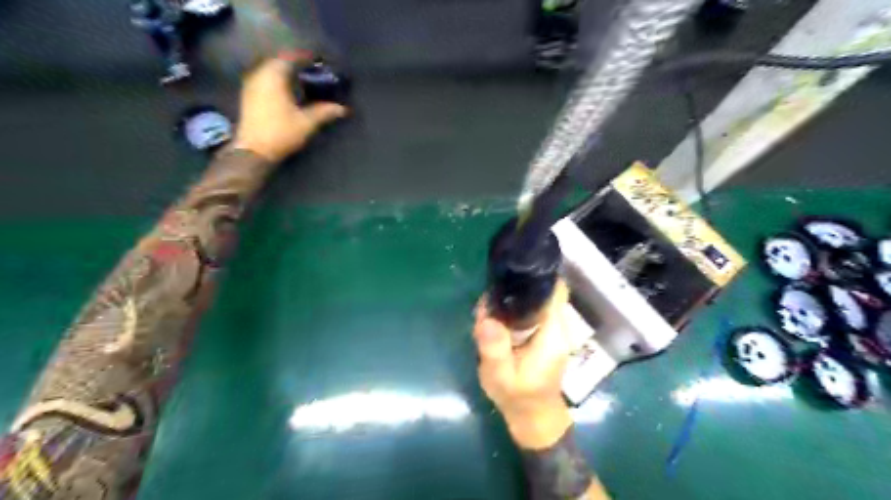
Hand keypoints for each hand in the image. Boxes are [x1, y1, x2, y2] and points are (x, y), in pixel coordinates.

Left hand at [232, 57, 348, 161]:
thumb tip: (344, 109)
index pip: (291, 57)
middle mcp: (260, 74)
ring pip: (270, 70)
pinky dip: (277, 80)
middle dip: (296, 64)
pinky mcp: (249, 95)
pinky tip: (288, 90)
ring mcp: (251, 84)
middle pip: (279, 61)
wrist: (254, 150)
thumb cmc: (281, 133)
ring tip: (302, 80)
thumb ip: (325, 111)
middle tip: (313, 71)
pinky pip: (265, 78)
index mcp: (273, 76)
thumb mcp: (307, 122)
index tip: (320, 62)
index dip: (306, 58)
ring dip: (286, 72)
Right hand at [473, 282, 569, 447]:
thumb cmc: (519, 397)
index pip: (555, 291)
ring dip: (512, 301)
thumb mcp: (501, 376)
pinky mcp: (544, 334)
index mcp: (552, 333)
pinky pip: (531, 312)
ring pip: (535, 301)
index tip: (512, 271)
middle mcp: (557, 326)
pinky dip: (514, 311)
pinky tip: (496, 320)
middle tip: (488, 301)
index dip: (537, 276)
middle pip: (542, 292)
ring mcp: (552, 330)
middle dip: (515, 290)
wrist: (533, 418)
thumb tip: (487, 317)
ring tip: (488, 311)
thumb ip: (494, 348)